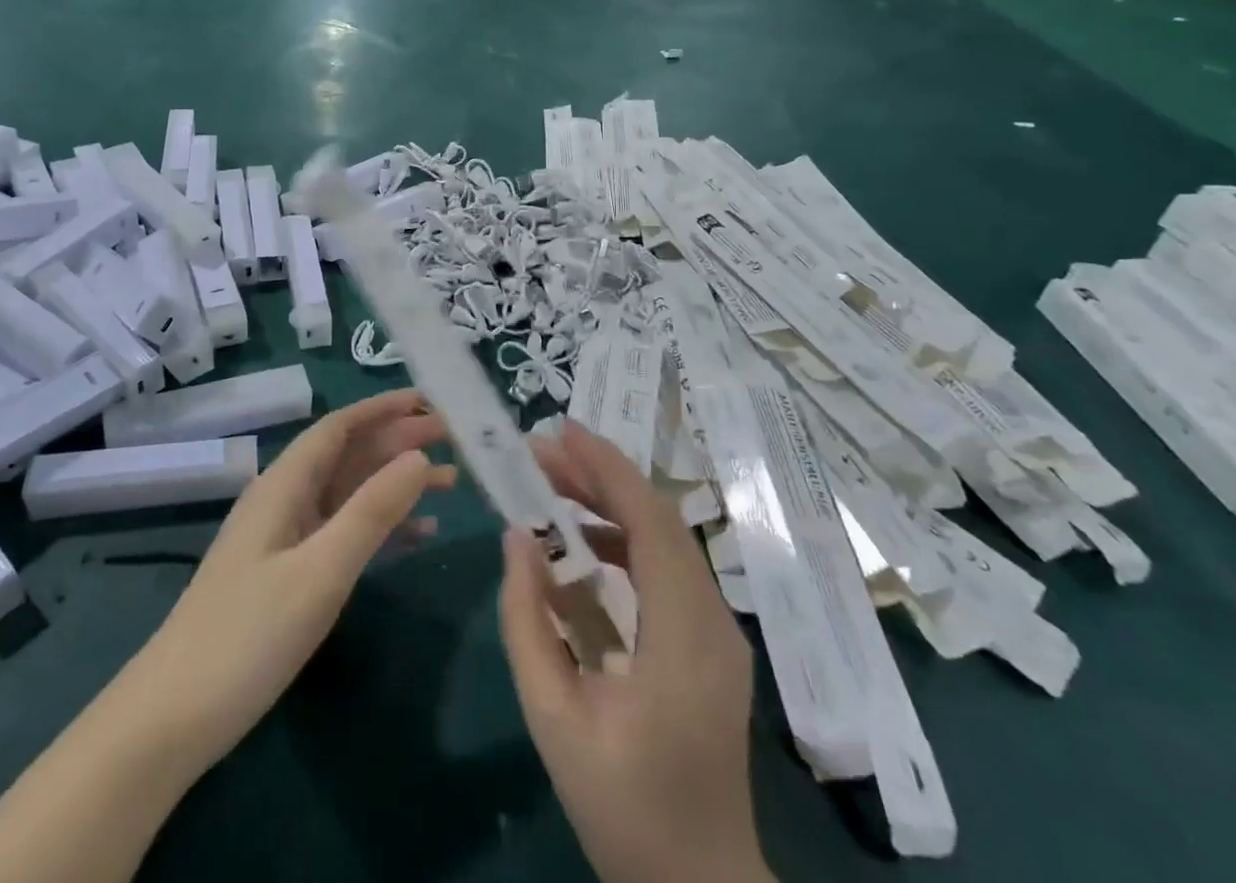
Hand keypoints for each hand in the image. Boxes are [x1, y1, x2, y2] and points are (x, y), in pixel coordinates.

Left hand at [135, 389, 454, 768]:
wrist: (174, 717)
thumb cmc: (248, 635)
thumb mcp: (320, 571)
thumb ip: (372, 511)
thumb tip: (419, 458)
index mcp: (285, 484)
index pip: (340, 427)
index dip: (384, 408)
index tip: (431, 401)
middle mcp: (286, 499)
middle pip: (350, 455)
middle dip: (399, 442)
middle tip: (455, 439)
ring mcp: (287, 537)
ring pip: (351, 493)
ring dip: (397, 483)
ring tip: (452, 482)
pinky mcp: (289, 572)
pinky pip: (344, 532)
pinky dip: (382, 526)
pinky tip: (420, 534)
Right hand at [499, 422, 771, 882]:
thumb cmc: (622, 804)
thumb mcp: (553, 717)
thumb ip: (528, 622)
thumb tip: (516, 539)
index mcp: (684, 639)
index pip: (652, 525)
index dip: (608, 469)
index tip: (562, 431)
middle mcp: (713, 622)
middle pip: (660, 520)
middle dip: (599, 476)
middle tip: (540, 452)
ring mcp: (719, 632)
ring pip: (666, 539)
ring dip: (609, 504)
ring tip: (550, 485)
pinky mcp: (710, 642)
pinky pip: (668, 569)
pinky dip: (624, 539)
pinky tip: (580, 541)